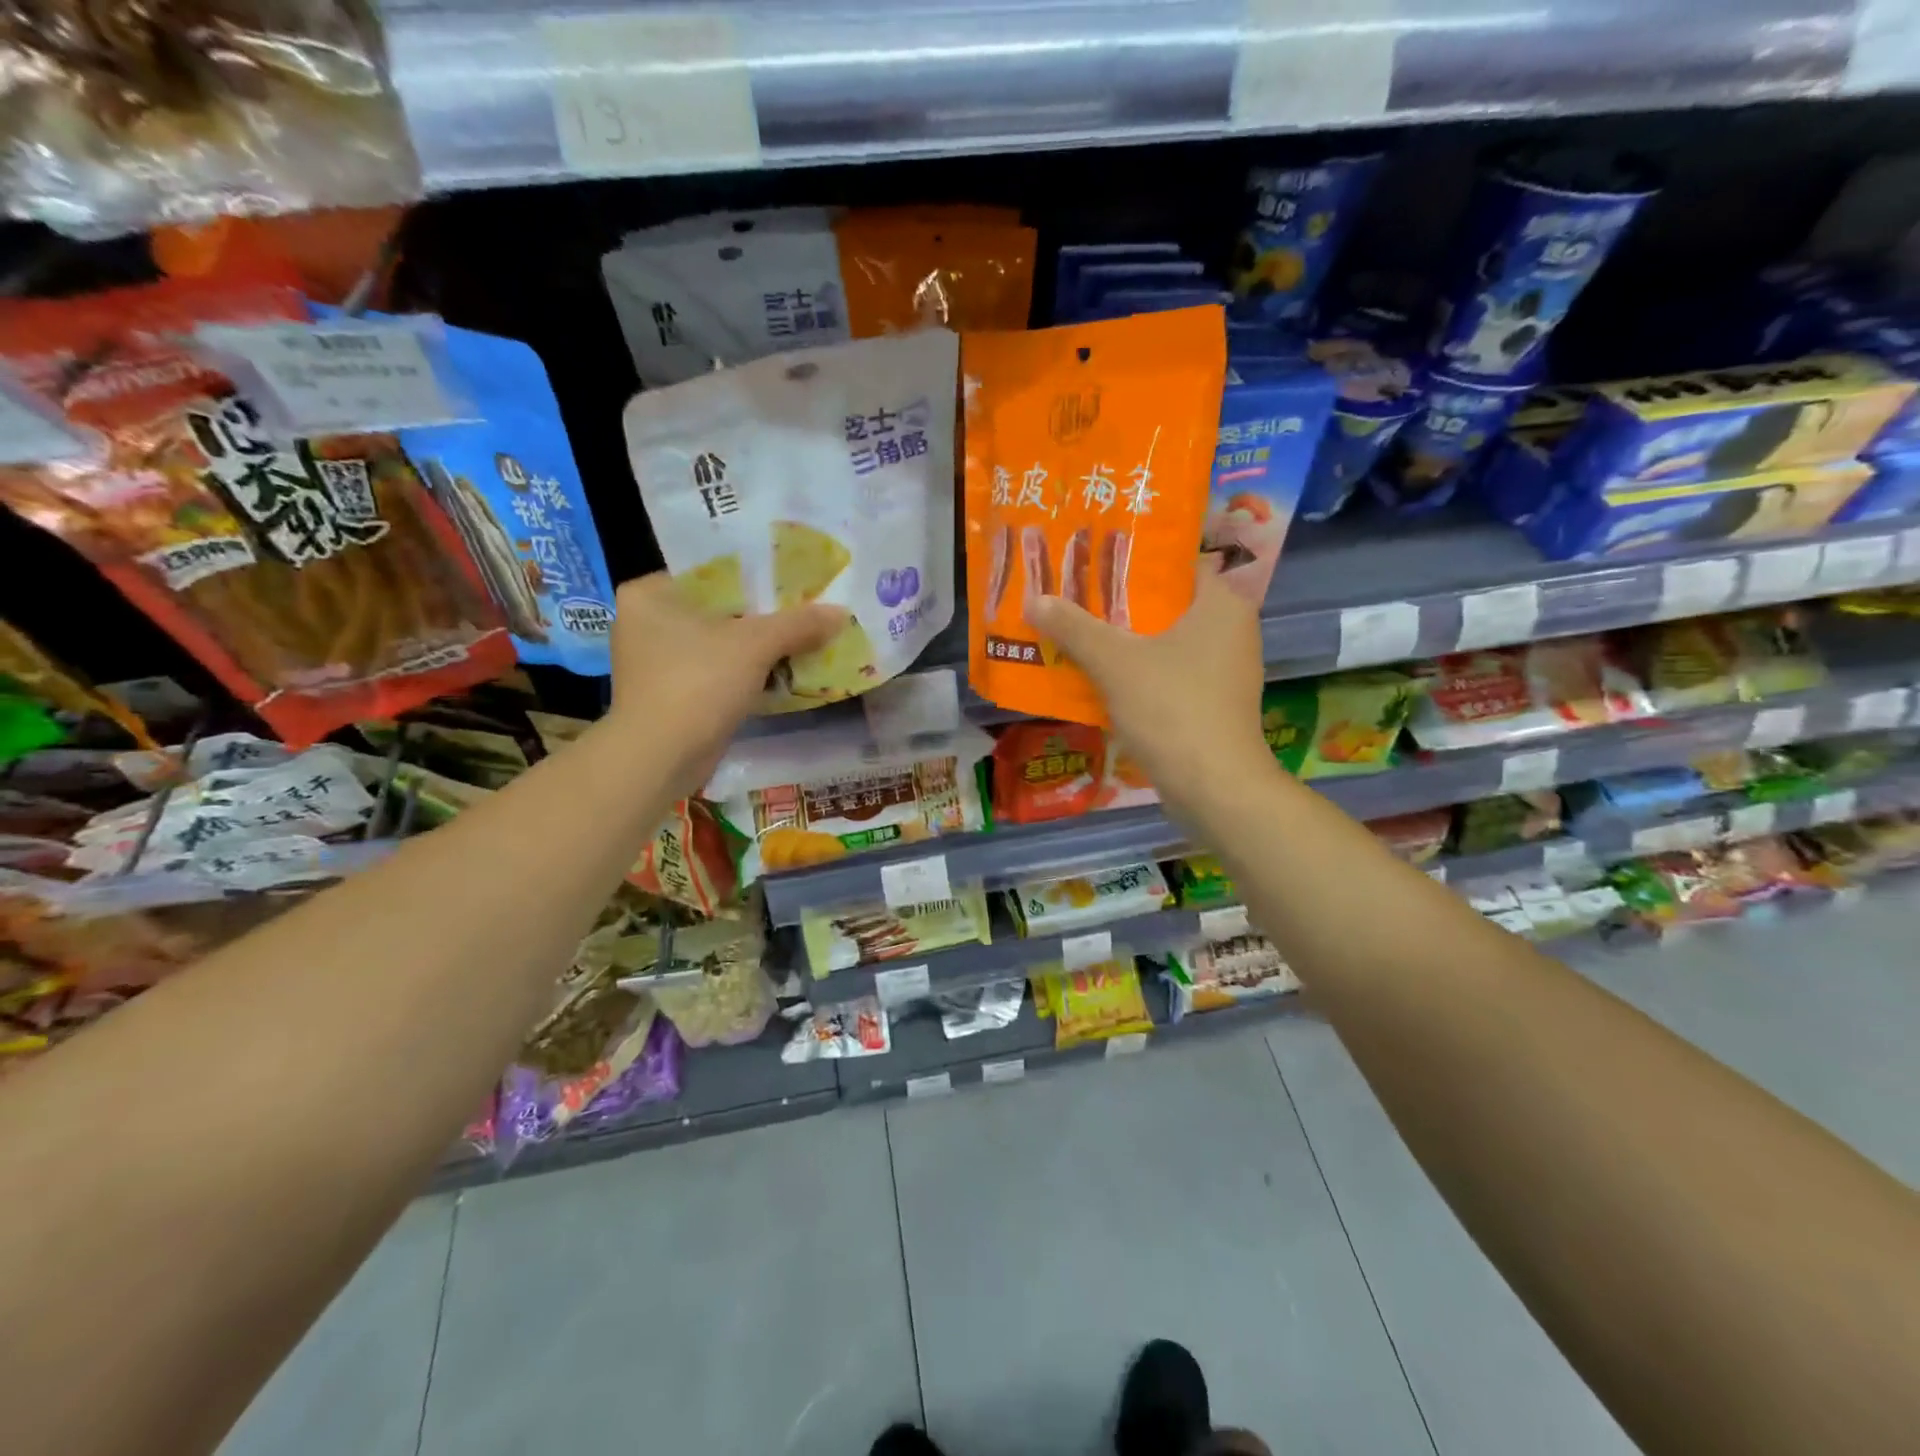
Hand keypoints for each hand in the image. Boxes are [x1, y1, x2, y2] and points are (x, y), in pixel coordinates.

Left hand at [607, 572, 846, 791]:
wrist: (660, 758)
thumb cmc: (697, 684)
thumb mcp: (754, 645)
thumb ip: (799, 624)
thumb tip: (841, 613)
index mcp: (650, 594)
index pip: (712, 570)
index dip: (757, 574)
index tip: (795, 579)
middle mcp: (646, 621)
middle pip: (720, 608)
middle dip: (764, 614)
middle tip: (807, 608)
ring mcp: (657, 661)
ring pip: (721, 642)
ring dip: (759, 646)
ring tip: (805, 637)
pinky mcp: (672, 694)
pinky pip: (718, 670)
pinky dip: (747, 672)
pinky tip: (784, 671)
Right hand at [1026, 561, 1274, 820]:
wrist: (1216, 788)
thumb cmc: (1172, 709)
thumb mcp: (1114, 663)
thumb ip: (1074, 628)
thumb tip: (1035, 599)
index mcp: (1222, 604)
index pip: (1177, 564)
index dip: (1134, 561)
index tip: (1093, 563)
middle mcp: (1233, 630)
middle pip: (1169, 605)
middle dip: (1122, 604)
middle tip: (1077, 598)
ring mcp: (1227, 671)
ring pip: (1168, 643)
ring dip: (1128, 642)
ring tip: (1081, 634)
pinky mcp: (1216, 705)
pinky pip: (1172, 675)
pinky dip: (1142, 673)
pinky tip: (1104, 679)